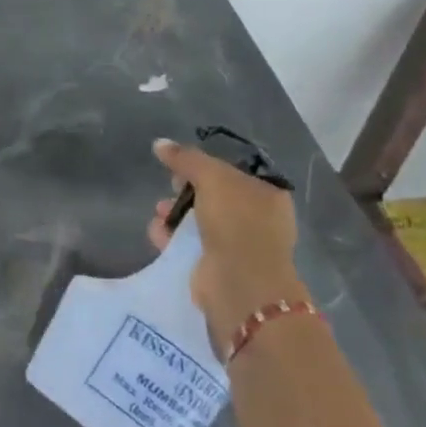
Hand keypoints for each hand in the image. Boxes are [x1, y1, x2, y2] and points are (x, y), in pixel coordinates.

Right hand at [148, 138, 304, 354]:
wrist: (240, 282)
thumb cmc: (236, 221)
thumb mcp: (212, 177)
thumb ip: (186, 158)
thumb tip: (160, 144)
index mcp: (268, 195)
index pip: (234, 172)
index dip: (206, 165)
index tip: (183, 165)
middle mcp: (257, 220)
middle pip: (213, 196)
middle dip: (186, 190)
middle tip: (171, 186)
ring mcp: (237, 245)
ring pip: (199, 220)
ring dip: (175, 213)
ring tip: (160, 211)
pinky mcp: (216, 266)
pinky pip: (189, 244)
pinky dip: (171, 236)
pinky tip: (157, 231)